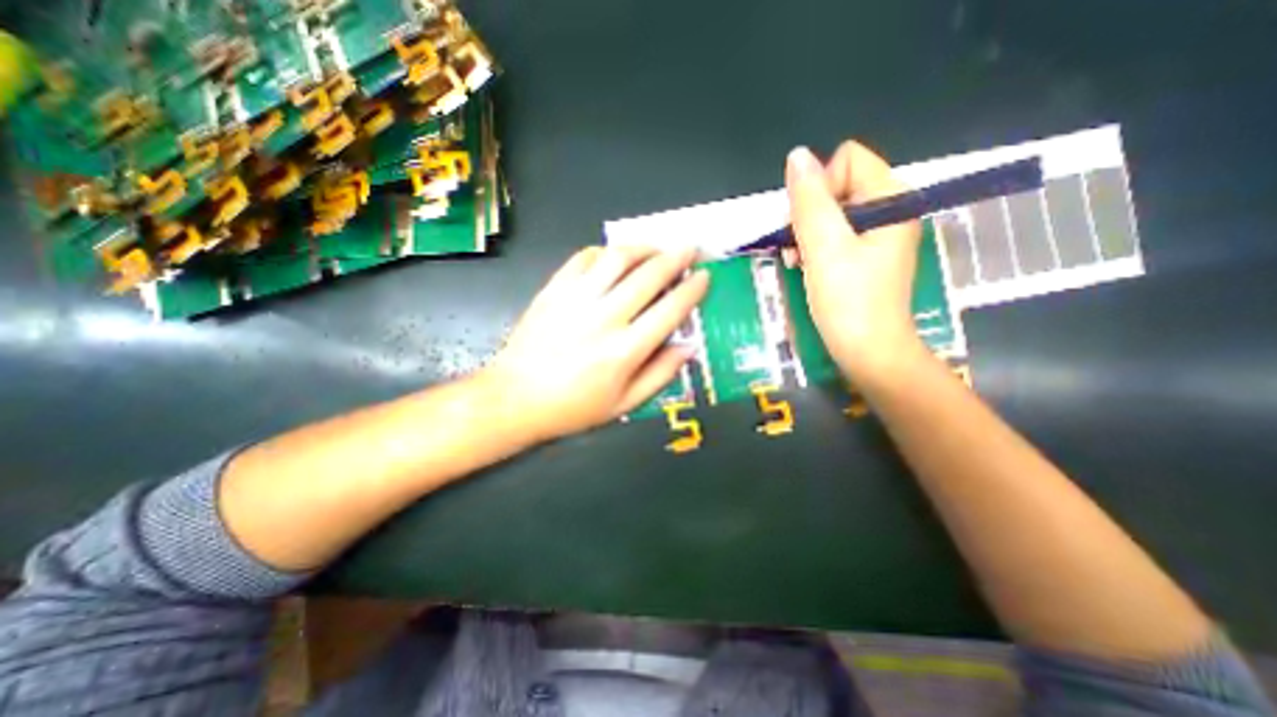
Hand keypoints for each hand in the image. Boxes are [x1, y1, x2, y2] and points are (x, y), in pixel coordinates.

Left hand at [489, 245, 714, 442]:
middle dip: (676, 257)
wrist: (516, 397)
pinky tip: (615, 257)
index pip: (670, 310)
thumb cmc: (574, 407)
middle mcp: (605, 318)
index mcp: (625, 350)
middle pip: (649, 276)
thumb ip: (661, 374)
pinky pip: (584, 258)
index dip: (692, 290)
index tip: (704, 277)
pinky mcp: (554, 289)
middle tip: (690, 249)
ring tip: (657, 248)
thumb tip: (689, 346)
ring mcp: (576, 299)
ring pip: (618, 258)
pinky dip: (606, 252)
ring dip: (644, 247)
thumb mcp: (625, 404)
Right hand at [783, 141, 924, 383]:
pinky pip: (836, 234)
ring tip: (799, 261)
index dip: (820, 189)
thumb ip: (809, 201)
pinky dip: (816, 247)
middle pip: (838, 185)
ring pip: (832, 211)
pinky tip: (805, 266)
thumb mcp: (824, 247)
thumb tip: (797, 155)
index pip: (847, 160)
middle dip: (811, 214)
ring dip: (808, 233)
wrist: (869, 352)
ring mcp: (880, 234)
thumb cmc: (848, 301)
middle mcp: (890, 209)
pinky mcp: (868, 255)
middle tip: (801, 248)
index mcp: (891, 198)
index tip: (811, 227)